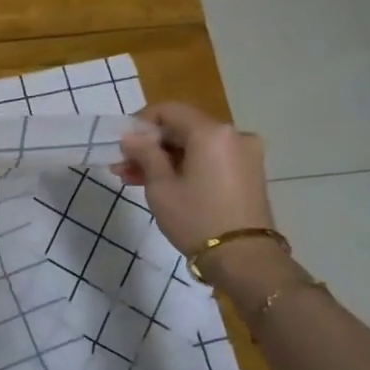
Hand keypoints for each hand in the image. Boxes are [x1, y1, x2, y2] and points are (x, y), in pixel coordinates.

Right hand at [112, 102, 274, 256]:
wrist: (244, 259)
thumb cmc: (196, 219)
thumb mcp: (160, 186)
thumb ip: (145, 154)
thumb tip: (130, 136)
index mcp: (211, 132)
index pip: (168, 111)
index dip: (140, 123)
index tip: (122, 144)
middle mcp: (233, 135)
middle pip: (182, 128)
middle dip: (150, 145)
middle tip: (122, 165)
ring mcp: (244, 154)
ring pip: (194, 146)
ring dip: (164, 158)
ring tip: (132, 178)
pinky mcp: (248, 172)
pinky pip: (209, 159)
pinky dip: (185, 166)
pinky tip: (161, 183)